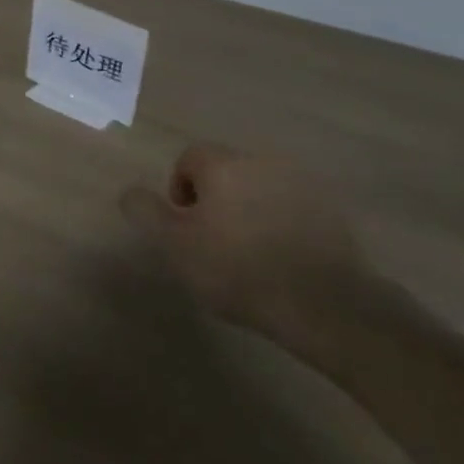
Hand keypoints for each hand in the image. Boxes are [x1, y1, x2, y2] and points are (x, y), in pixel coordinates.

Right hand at [130, 144, 371, 359]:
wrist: (325, 306)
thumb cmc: (237, 269)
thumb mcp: (174, 244)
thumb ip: (145, 211)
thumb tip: (130, 191)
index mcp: (223, 165)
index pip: (189, 158)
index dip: (180, 190)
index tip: (186, 227)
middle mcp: (263, 163)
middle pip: (226, 172)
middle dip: (216, 200)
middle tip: (213, 241)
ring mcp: (303, 186)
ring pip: (260, 189)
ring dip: (249, 210)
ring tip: (249, 253)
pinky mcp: (333, 214)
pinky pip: (293, 209)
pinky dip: (282, 225)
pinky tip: (282, 260)